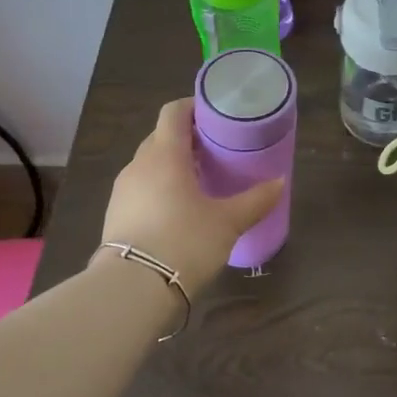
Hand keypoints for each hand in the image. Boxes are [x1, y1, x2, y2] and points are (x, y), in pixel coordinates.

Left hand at [99, 98, 282, 293]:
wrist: (132, 289)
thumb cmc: (184, 241)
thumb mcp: (228, 222)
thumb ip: (256, 200)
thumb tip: (280, 182)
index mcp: (165, 154)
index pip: (173, 112)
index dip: (194, 108)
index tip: (217, 116)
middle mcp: (139, 165)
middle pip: (161, 137)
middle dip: (187, 139)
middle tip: (216, 150)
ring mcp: (122, 191)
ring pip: (150, 165)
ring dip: (172, 165)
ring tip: (200, 181)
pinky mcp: (115, 215)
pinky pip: (141, 189)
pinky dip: (160, 188)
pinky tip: (179, 210)